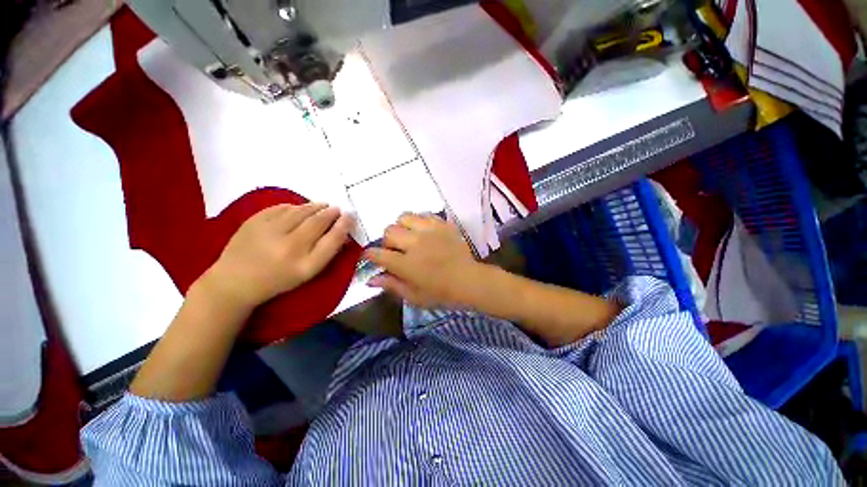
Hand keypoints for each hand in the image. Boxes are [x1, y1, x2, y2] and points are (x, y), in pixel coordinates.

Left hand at [198, 203, 353, 309]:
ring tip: (323, 205)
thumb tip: (341, 230)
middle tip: (337, 209)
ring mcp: (270, 232)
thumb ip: (326, 252)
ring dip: (315, 206)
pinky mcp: (254, 221)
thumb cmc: (278, 279)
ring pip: (301, 211)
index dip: (344, 225)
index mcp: (305, 265)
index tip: (350, 216)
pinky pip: (282, 207)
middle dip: (331, 213)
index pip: (332, 239)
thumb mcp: (307, 272)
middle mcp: (290, 247)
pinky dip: (295, 206)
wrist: (235, 282)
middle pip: (318, 222)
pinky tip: (299, 208)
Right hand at [365, 213, 488, 307]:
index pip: (378, 254)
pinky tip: (424, 231)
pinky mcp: (442, 224)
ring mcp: (430, 231)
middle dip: (387, 241)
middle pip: (389, 231)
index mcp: (406, 264)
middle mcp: (415, 243)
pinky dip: (419, 221)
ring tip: (409, 236)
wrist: (469, 281)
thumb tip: (370, 279)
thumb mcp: (414, 296)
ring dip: (402, 227)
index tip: (372, 257)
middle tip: (396, 250)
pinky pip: (424, 214)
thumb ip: (391, 285)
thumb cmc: (441, 293)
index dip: (370, 255)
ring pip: (405, 217)